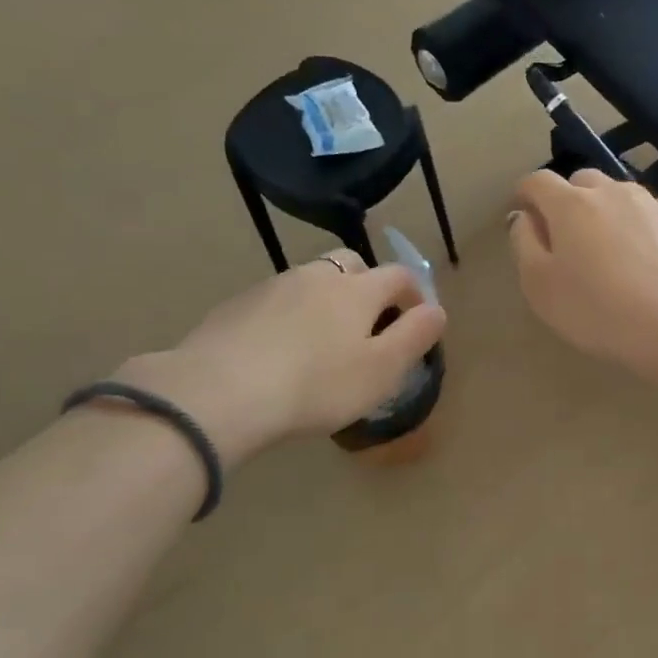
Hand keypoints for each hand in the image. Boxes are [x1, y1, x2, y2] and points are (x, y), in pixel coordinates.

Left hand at [114, 251, 445, 465]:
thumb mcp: (382, 370)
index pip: (398, 276)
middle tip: (369, 325)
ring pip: (310, 281)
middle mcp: (316, 276)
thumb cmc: (317, 385)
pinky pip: (276, 301)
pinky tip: (280, 350)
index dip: (414, 294)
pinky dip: (289, 316)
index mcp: (357, 290)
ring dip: (325, 300)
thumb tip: (437, 310)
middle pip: (351, 265)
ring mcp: (272, 287)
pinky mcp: (237, 306)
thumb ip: (414, 336)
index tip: (417, 320)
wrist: (221, 392)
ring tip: (322, 341)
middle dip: (367, 286)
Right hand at [508, 169, 657, 365]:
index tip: (524, 216)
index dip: (526, 195)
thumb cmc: (595, 308)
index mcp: (569, 204)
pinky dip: (642, 222)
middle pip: (581, 182)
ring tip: (610, 246)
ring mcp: (650, 202)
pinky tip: (647, 251)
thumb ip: (524, 244)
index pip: (537, 181)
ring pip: (619, 193)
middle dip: (568, 201)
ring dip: (607, 210)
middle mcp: (610, 191)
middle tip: (568, 237)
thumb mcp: (539, 285)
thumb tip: (524, 217)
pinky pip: (653, 210)